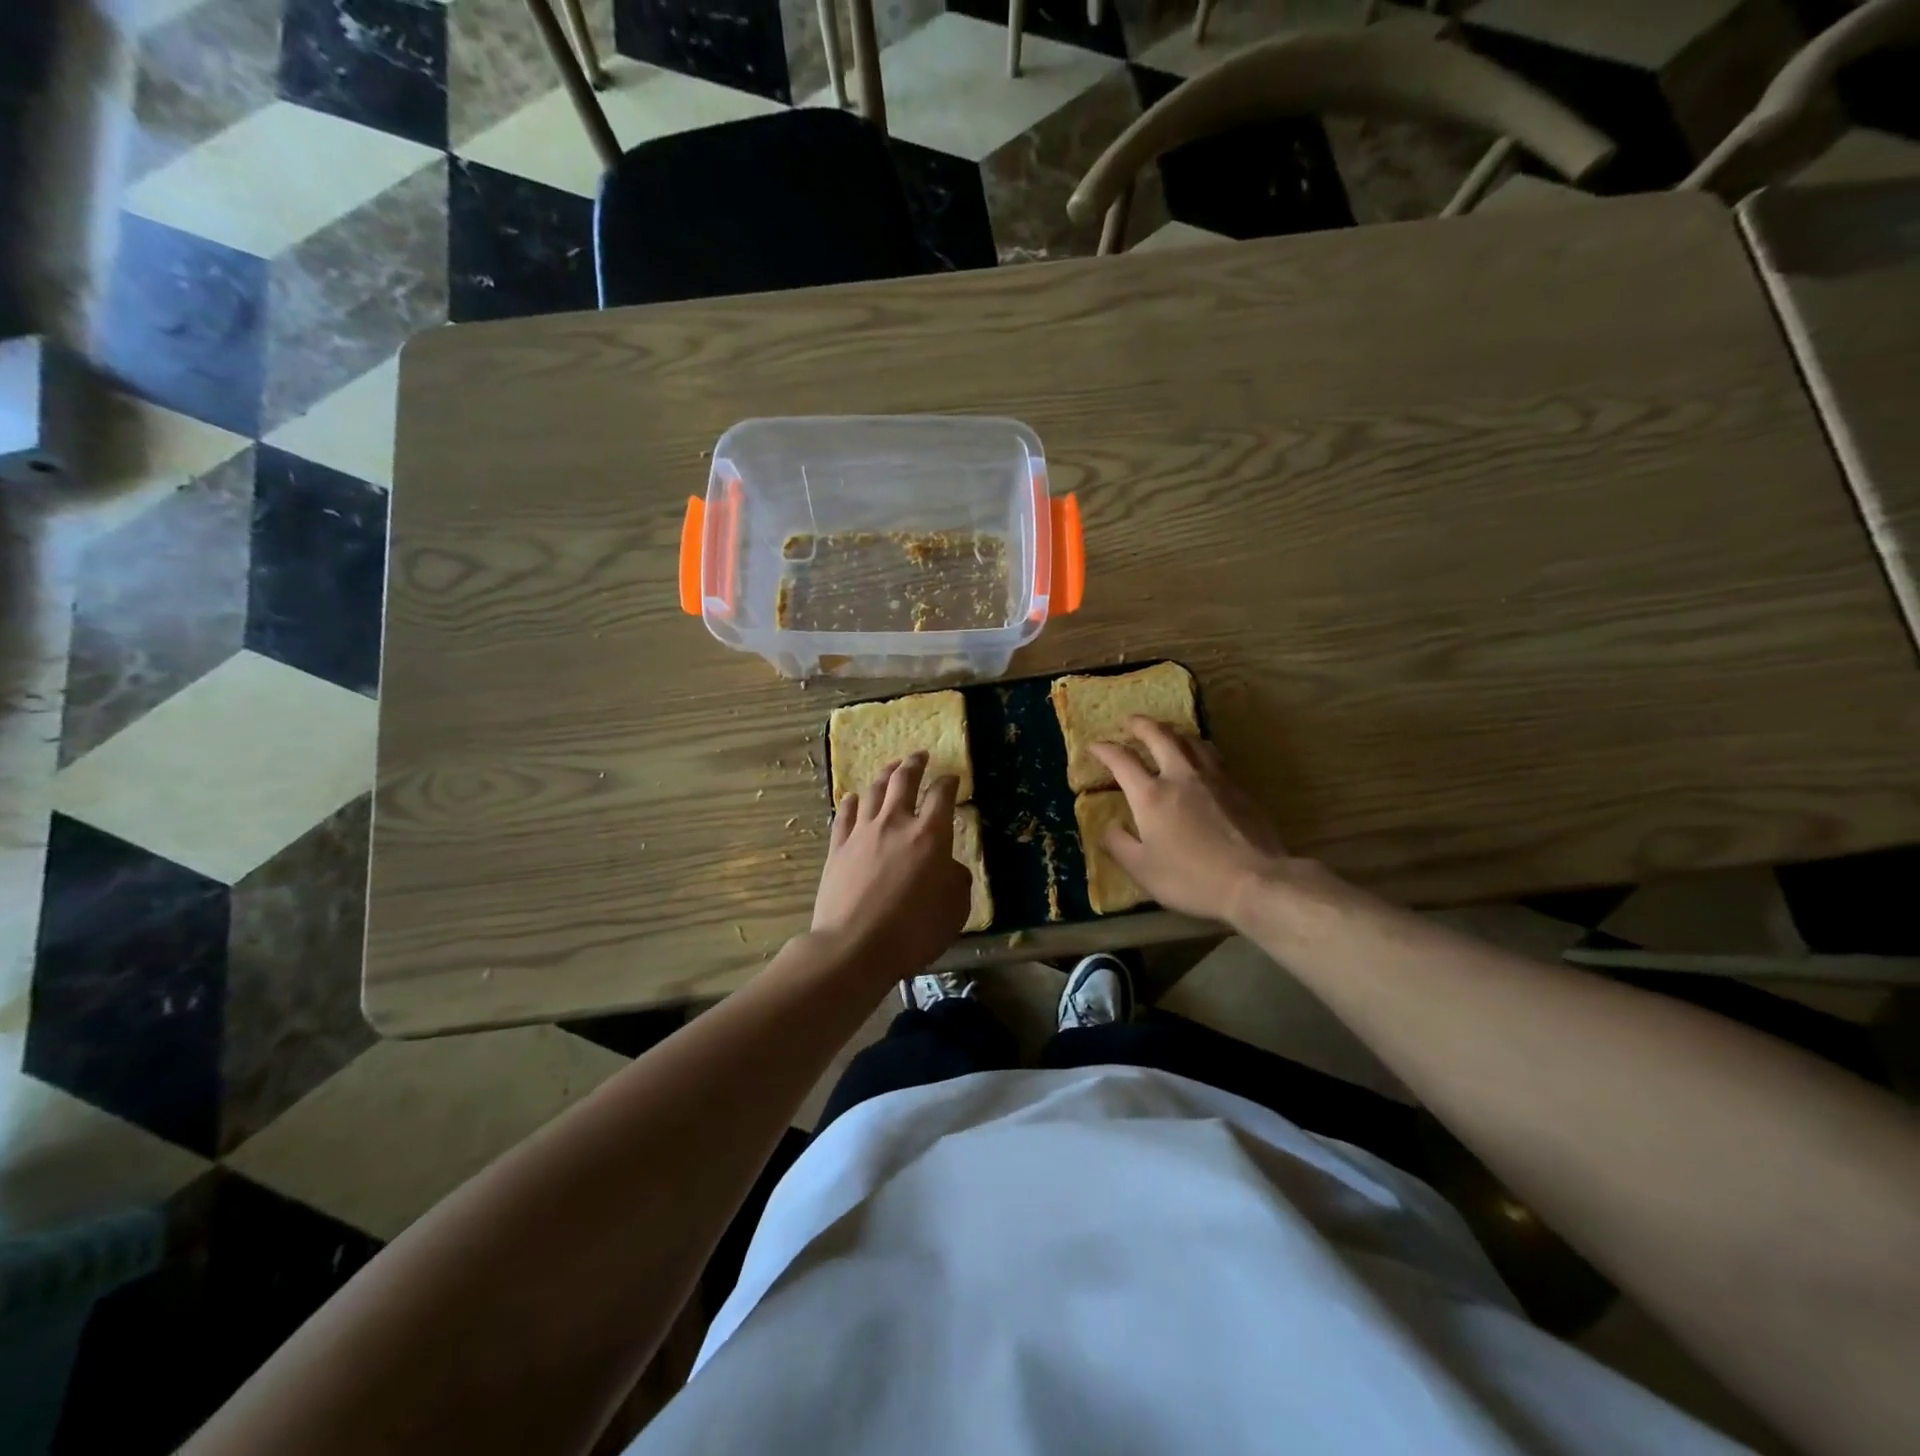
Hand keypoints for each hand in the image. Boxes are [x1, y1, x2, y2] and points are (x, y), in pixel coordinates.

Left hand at [813, 753, 971, 976]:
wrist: (854, 947)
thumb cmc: (912, 931)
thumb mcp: (954, 909)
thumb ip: (957, 880)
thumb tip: (948, 865)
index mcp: (930, 834)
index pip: (942, 795)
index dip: (949, 783)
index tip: (953, 778)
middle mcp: (895, 823)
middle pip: (904, 781)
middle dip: (914, 764)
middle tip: (919, 755)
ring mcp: (862, 832)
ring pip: (873, 791)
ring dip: (884, 775)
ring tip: (891, 768)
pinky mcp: (838, 847)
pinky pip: (845, 814)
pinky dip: (852, 801)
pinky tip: (854, 797)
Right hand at [1091, 719, 1294, 925]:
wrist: (1255, 880)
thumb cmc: (1191, 878)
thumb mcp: (1142, 869)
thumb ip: (1118, 844)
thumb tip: (1109, 825)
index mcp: (1151, 795)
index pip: (1122, 760)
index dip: (1104, 749)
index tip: (1094, 746)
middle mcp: (1181, 776)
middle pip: (1159, 736)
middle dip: (1140, 724)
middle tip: (1130, 721)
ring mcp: (1214, 779)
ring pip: (1191, 740)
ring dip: (1173, 731)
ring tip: (1166, 733)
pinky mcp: (1239, 788)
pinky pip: (1213, 756)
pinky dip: (1198, 748)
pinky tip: (1201, 758)